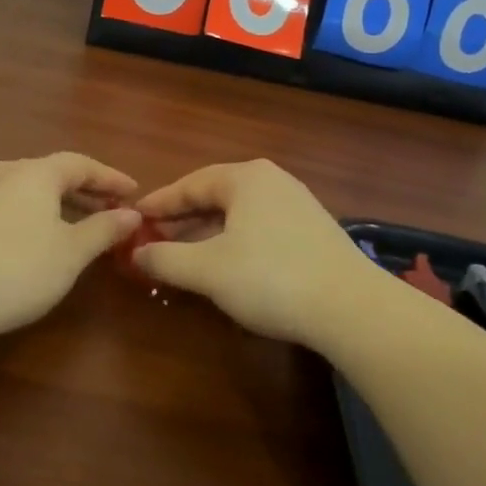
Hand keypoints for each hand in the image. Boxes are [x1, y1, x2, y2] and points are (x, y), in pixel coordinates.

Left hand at [0, 152, 141, 338]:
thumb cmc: (21, 270)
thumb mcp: (72, 252)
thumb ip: (104, 228)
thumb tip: (131, 214)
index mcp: (38, 174)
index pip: (81, 165)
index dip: (109, 178)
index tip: (132, 193)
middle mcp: (4, 171)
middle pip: (50, 172)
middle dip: (81, 189)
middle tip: (105, 209)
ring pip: (18, 183)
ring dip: (45, 196)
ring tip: (62, 215)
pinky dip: (5, 200)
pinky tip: (2, 208)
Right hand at [133, 160, 386, 346]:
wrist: (351, 308)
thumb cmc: (270, 278)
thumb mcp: (208, 270)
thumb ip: (166, 259)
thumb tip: (136, 254)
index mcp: (246, 178)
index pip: (190, 184)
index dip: (159, 203)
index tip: (133, 219)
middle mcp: (272, 182)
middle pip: (215, 197)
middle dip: (183, 221)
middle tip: (153, 241)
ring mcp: (297, 206)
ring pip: (239, 216)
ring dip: (207, 235)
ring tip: (184, 258)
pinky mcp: (313, 233)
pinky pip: (260, 230)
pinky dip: (234, 244)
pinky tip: (226, 269)